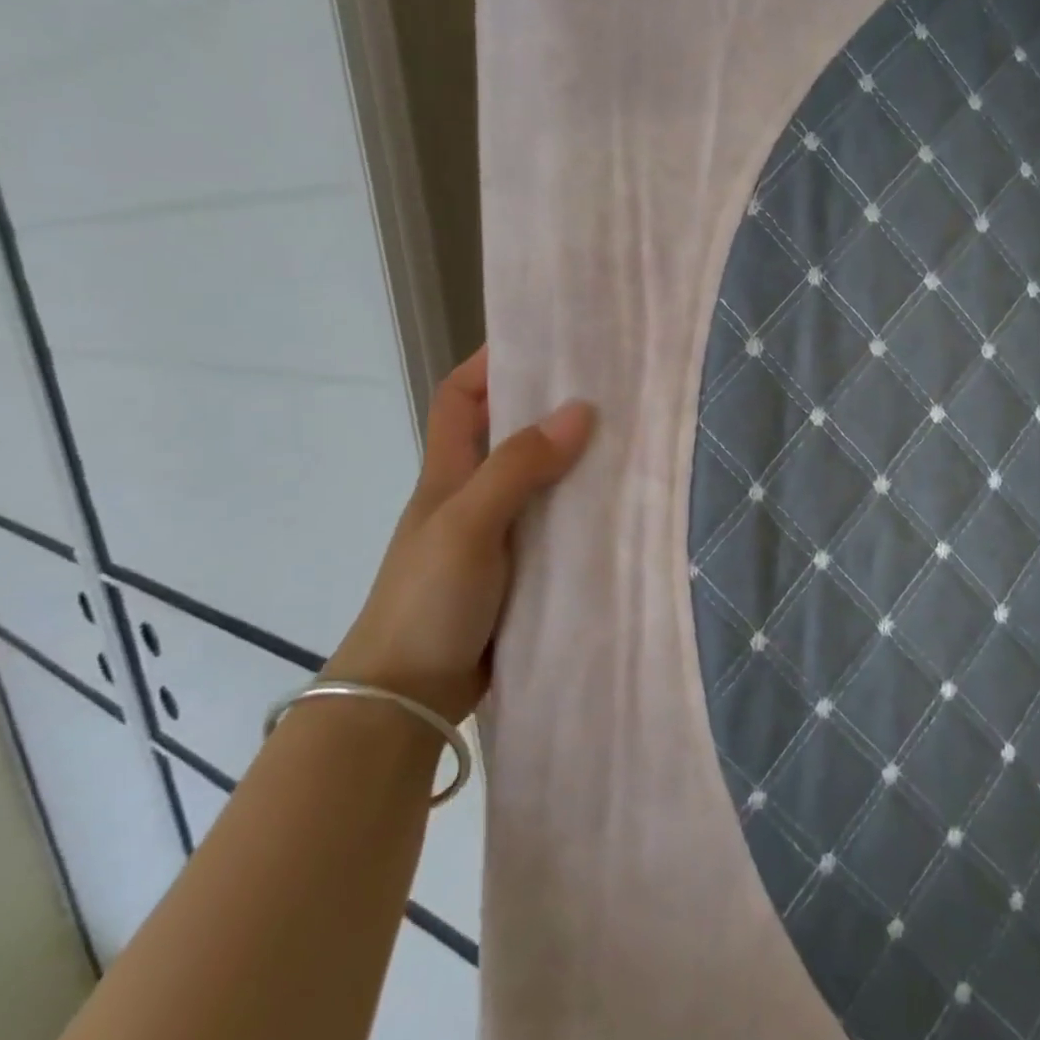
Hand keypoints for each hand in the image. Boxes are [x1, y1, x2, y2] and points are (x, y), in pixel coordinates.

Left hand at [327, 346, 595, 721]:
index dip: (489, 363)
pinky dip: (584, 514)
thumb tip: (580, 410)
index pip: (460, 398)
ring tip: (631, 443)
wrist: (408, 698)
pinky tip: (623, 511)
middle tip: (611, 391)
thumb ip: (518, 468)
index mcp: (449, 475)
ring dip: (576, 462)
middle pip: (509, 435)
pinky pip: (557, 529)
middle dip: (550, 408)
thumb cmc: (426, 599)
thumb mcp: (468, 524)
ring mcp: (498, 537)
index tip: (540, 341)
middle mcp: (474, 497)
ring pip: (540, 484)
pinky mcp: (521, 574)